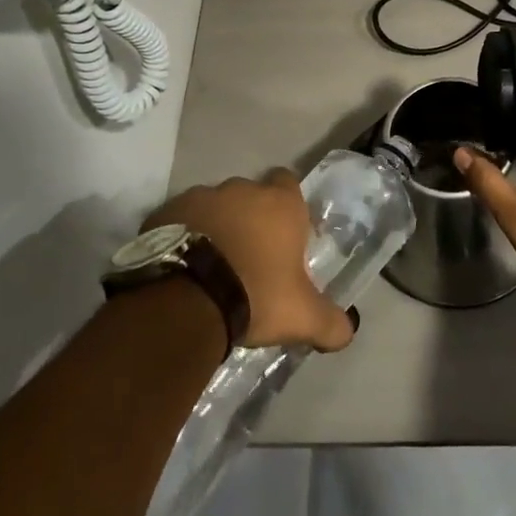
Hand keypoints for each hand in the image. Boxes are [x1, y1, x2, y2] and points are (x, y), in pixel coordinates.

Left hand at [144, 171, 356, 352]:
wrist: (186, 298)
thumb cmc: (256, 295)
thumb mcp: (302, 317)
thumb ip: (331, 322)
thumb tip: (349, 331)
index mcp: (280, 203)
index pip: (289, 183)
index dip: (287, 206)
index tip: (284, 233)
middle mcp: (242, 190)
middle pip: (250, 196)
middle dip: (250, 218)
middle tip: (249, 257)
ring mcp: (201, 196)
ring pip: (214, 206)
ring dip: (216, 226)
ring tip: (212, 265)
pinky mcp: (166, 211)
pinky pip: (180, 219)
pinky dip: (184, 235)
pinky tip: (182, 267)